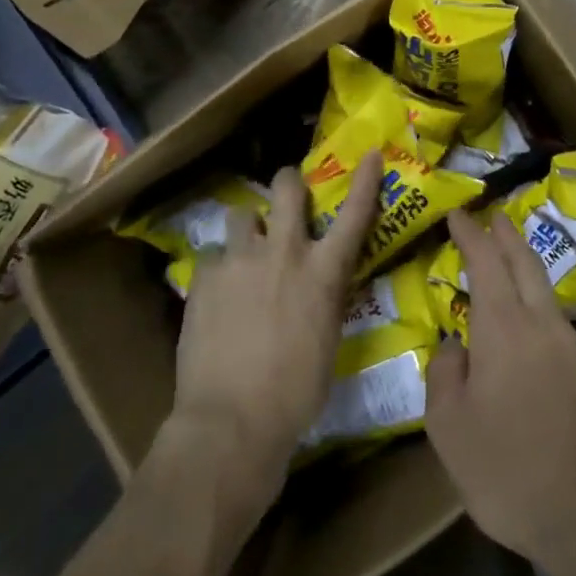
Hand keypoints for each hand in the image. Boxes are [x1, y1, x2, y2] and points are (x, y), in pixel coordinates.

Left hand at [169, 155, 382, 507]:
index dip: (366, 180)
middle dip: (288, 182)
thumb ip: (323, 300)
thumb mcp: (327, 340)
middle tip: (287, 192)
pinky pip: (213, 255)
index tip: (371, 154)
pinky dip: (219, 268)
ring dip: (248, 228)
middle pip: (286, 188)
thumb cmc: (295, 393)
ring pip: (242, 214)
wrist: (230, 421)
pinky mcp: (205, 276)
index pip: (354, 214)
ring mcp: (240, 259)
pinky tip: (216, 293)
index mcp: (322, 272)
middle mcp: (283, 252)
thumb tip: (317, 287)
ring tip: (244, 251)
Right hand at [425, 211, 575, 568]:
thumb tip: (454, 346)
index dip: (470, 233)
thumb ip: (444, 374)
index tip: (457, 213)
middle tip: (492, 216)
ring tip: (508, 258)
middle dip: (506, 235)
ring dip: (525, 264)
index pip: (486, 261)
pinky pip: (554, 318)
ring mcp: (571, 347)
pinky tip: (527, 321)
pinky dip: (536, 299)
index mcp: (505, 326)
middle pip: (525, 262)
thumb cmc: (508, 469)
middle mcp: (542, 323)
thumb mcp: (449, 427)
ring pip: (545, 288)